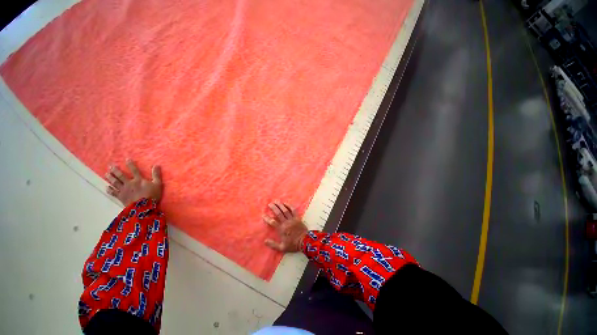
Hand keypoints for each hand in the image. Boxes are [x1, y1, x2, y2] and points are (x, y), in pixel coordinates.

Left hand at [105, 159, 162, 206]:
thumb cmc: (152, 195)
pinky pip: (113, 193)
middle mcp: (129, 183)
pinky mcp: (121, 197)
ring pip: (115, 183)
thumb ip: (156, 175)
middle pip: (121, 176)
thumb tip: (156, 165)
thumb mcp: (158, 184)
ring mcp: (124, 190)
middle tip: (110, 166)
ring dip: (110, 178)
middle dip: (115, 170)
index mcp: (138, 180)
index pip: (134, 170)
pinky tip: (106, 187)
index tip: (126, 159)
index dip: (130, 165)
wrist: (143, 207)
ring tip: (106, 174)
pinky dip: (109, 190)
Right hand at [263, 201, 307, 252]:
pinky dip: (289, 206)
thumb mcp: (282, 248)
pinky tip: (286, 203)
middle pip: (278, 213)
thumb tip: (265, 241)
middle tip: (269, 204)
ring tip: (276, 201)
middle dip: (273, 208)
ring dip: (280, 205)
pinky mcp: (297, 218)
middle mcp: (286, 222)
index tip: (263, 215)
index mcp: (281, 229)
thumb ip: (273, 244)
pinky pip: (293, 210)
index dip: (267, 218)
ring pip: (285, 210)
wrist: (305, 242)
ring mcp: (292, 219)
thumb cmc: (293, 245)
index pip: (272, 222)